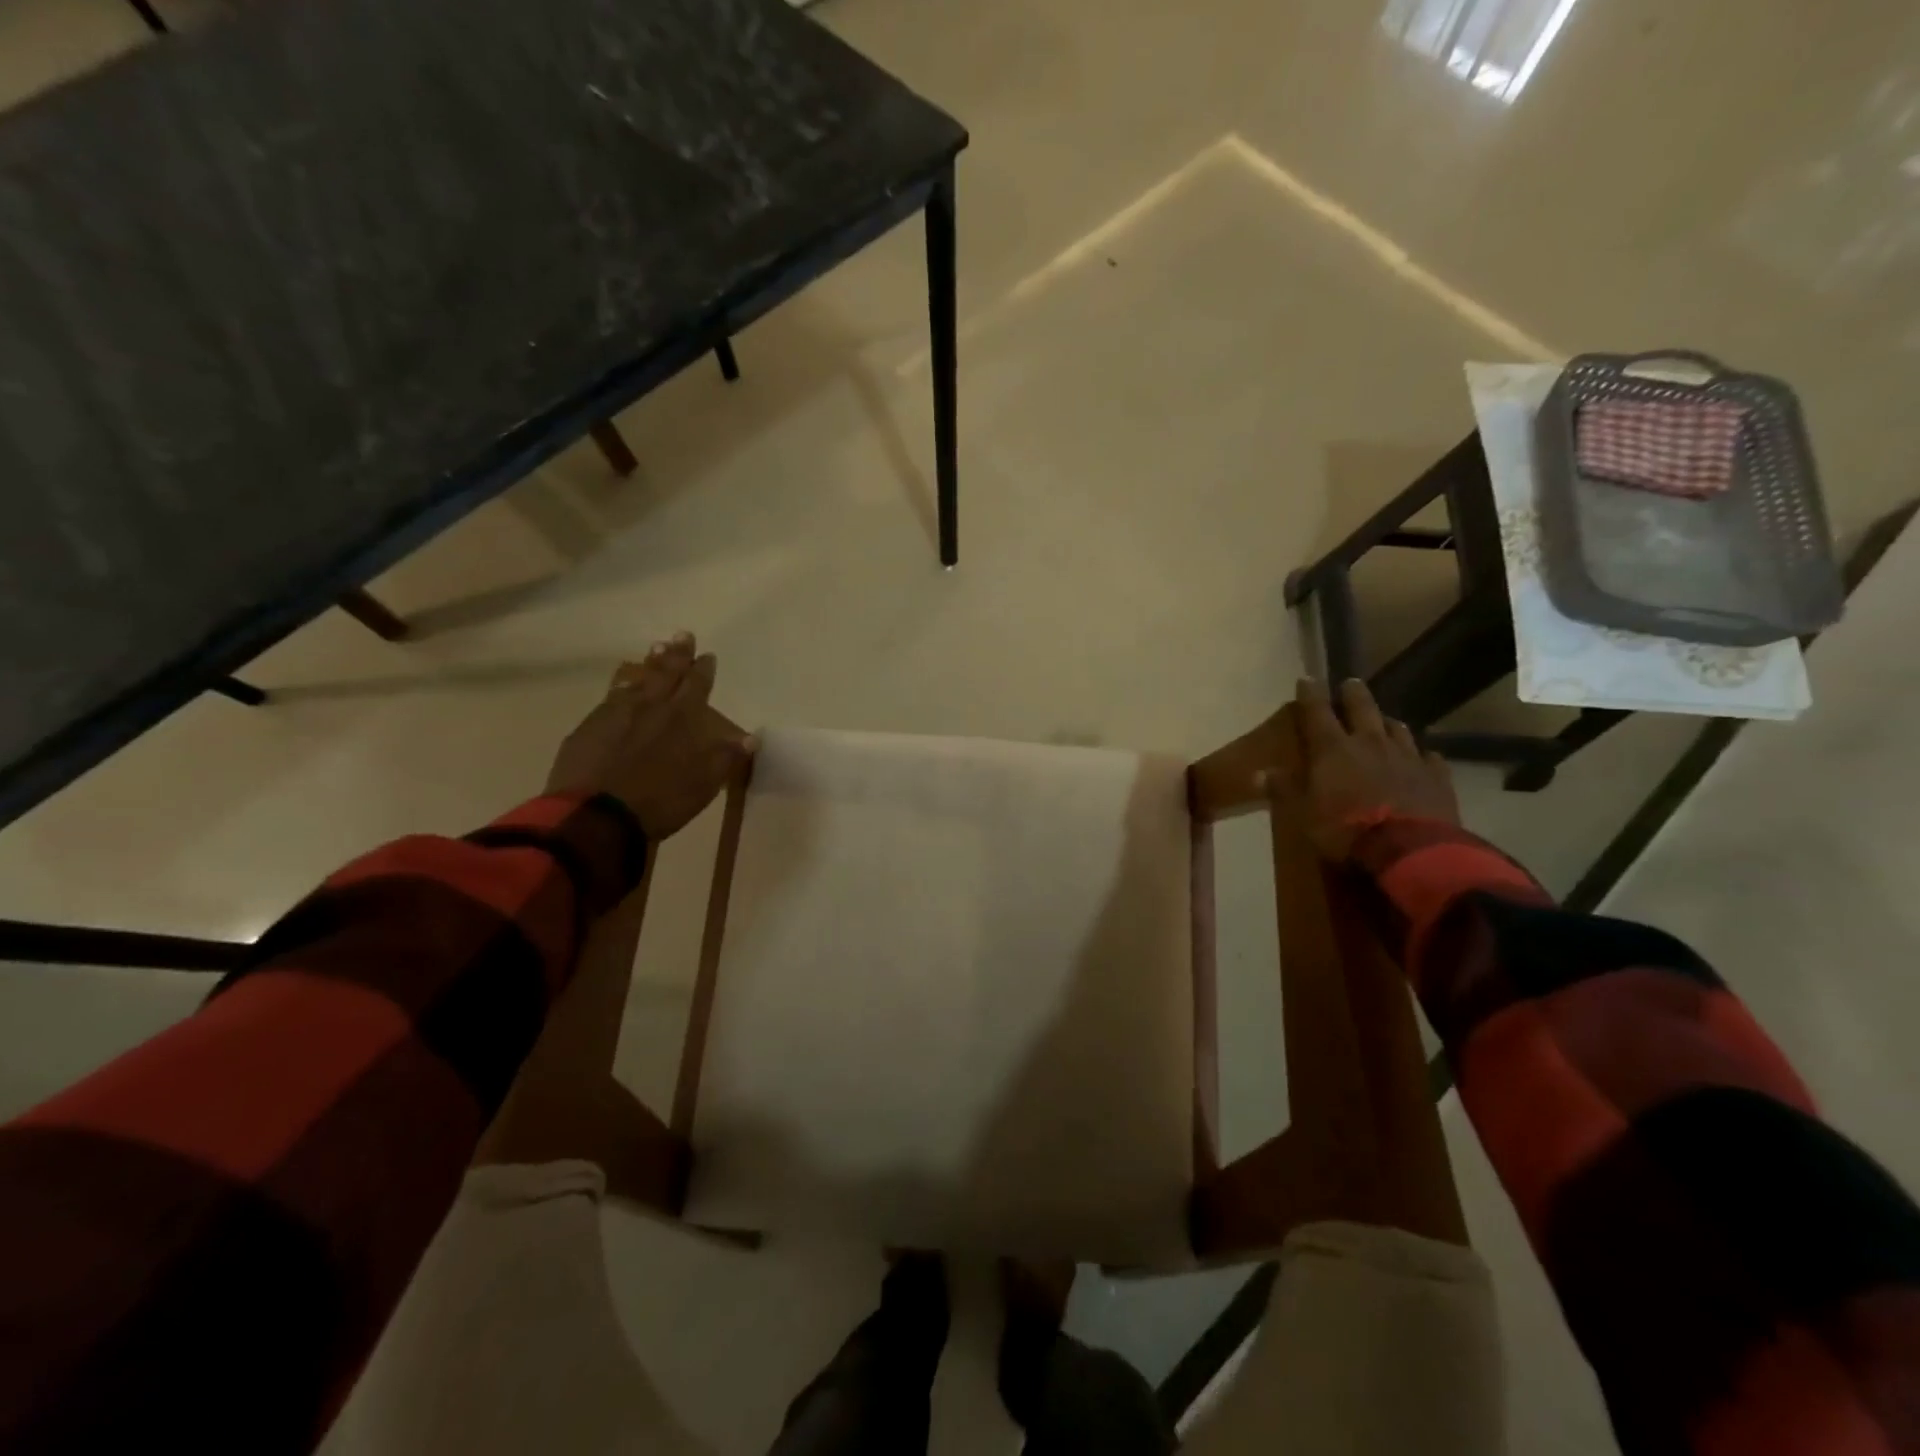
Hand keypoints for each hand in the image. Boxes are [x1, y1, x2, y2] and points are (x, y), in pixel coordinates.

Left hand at [546, 633, 753, 840]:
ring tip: (656, 647)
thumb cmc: (659, 801)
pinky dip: (622, 685)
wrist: (596, 816)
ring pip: (637, 679)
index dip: (703, 670)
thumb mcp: (703, 785)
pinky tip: (622, 684)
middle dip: (677, 654)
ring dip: (649, 663)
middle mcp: (650, 707)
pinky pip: (611, 696)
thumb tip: (751, 737)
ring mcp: (615, 713)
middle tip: (683, 634)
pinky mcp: (589, 727)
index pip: (697, 686)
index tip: (707, 655)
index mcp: (682, 718)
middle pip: (666, 673)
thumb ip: (726, 758)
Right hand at [1283, 677, 1457, 860]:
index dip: (1310, 694)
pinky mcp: (1437, 776)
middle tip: (1350, 684)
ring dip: (1387, 722)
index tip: (1307, 679)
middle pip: (1362, 708)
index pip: (1317, 712)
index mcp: (1333, 749)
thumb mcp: (1303, 814)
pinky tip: (1421, 758)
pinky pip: (1429, 757)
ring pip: (1397, 728)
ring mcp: (1407, 757)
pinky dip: (1421, 755)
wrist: (1409, 851)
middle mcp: (1370, 743)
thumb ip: (1284, 789)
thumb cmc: (1345, 830)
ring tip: (1384, 720)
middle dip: (1353, 694)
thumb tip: (1258, 772)